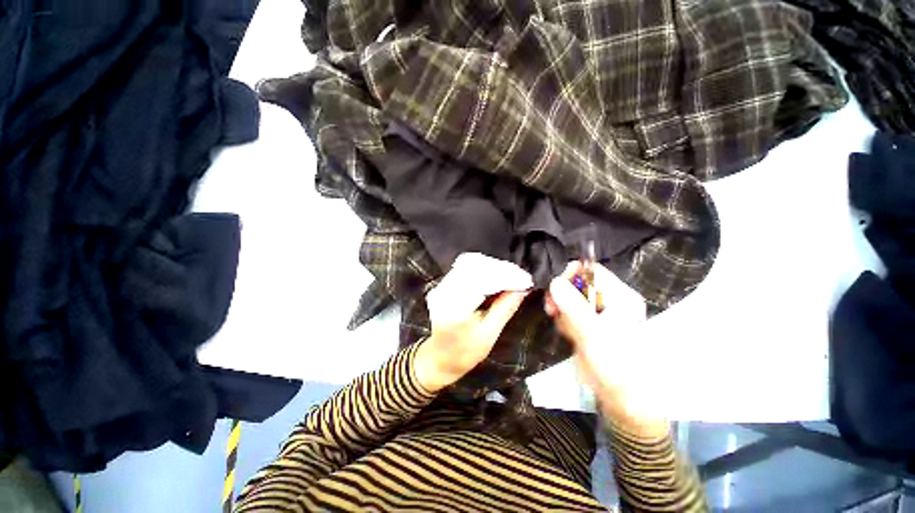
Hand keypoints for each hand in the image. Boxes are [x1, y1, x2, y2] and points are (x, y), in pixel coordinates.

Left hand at [414, 253, 532, 392]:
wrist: (440, 357)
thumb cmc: (465, 353)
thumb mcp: (489, 335)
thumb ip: (505, 309)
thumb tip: (522, 289)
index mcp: (455, 309)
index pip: (483, 281)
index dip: (507, 278)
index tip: (526, 280)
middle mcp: (444, 292)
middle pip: (476, 267)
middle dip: (502, 269)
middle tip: (522, 277)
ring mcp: (441, 286)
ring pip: (470, 262)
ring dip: (494, 267)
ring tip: (512, 275)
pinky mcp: (443, 283)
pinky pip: (465, 266)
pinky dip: (484, 267)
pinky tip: (497, 274)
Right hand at [546, 262, 667, 437]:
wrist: (622, 398)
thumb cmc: (615, 365)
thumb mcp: (592, 334)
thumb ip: (573, 306)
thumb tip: (554, 281)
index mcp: (621, 297)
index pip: (592, 271)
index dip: (571, 275)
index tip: (555, 290)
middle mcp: (611, 300)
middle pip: (578, 284)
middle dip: (563, 297)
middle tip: (553, 310)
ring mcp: (599, 313)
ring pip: (571, 299)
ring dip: (563, 312)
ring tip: (569, 331)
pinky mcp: (589, 324)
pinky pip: (570, 313)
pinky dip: (565, 321)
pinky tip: (570, 336)